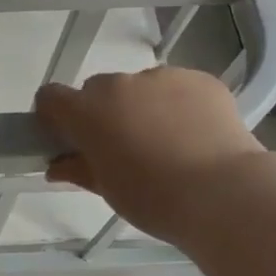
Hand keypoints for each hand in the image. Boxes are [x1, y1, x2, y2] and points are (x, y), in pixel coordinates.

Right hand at [35, 67, 266, 242]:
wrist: (223, 192)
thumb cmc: (153, 198)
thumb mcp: (107, 189)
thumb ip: (78, 169)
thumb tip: (57, 166)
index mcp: (88, 111)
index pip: (51, 97)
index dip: (55, 115)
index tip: (67, 137)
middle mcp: (120, 85)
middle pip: (98, 90)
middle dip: (103, 112)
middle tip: (123, 146)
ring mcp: (162, 77)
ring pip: (140, 88)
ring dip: (143, 107)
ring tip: (168, 143)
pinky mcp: (200, 79)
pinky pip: (177, 88)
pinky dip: (179, 105)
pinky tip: (195, 136)